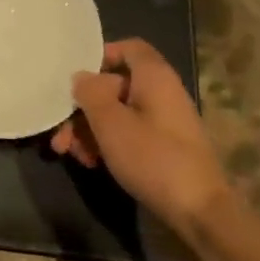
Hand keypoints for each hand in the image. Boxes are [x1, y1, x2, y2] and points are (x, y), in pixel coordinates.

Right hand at [51, 38, 229, 235]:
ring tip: (70, 153)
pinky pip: (129, 133)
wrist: (199, 212)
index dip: (100, 55)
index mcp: (154, 78)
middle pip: (114, 85)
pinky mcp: (164, 148)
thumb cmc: (153, 158)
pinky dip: (107, 142)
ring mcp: (164, 122)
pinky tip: (91, 163)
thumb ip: (90, 93)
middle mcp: (161, 94)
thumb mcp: (111, 123)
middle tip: (60, 131)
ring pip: (118, 112)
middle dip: (83, 106)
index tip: (74, 77)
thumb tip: (81, 76)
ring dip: (89, 129)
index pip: (128, 47)